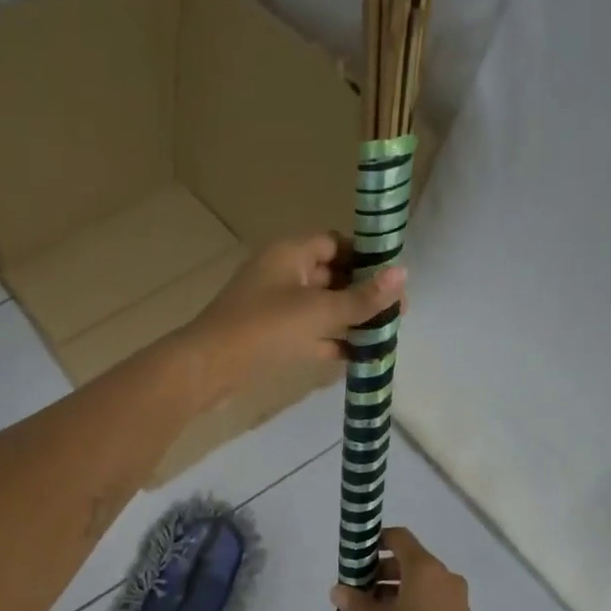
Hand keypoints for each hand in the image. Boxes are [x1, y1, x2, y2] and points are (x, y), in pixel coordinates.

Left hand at [185, 234, 405, 386]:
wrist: (207, 368)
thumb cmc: (263, 329)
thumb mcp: (318, 312)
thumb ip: (361, 298)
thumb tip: (404, 274)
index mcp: (290, 254)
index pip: (336, 242)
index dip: (367, 257)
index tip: (396, 278)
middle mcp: (282, 274)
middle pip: (332, 275)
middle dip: (363, 293)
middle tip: (398, 314)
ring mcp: (274, 307)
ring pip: (321, 307)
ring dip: (350, 320)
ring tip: (386, 336)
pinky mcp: (270, 337)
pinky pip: (309, 334)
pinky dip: (331, 342)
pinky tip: (358, 358)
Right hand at [329, 527, 473, 610]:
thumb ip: (355, 601)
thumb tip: (336, 590)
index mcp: (423, 567)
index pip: (399, 537)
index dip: (378, 540)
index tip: (360, 554)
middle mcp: (444, 575)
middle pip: (410, 560)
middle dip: (384, 570)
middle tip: (363, 587)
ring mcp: (456, 596)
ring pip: (423, 581)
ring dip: (399, 587)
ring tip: (376, 608)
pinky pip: (434, 597)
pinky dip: (415, 600)